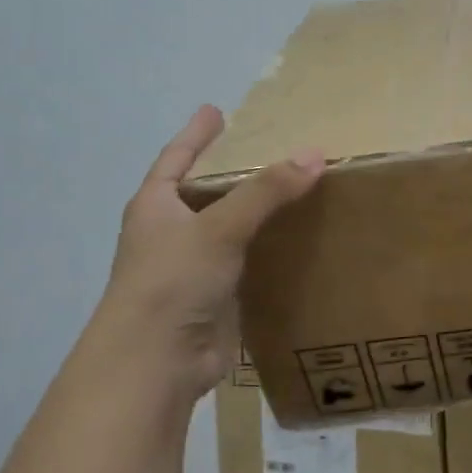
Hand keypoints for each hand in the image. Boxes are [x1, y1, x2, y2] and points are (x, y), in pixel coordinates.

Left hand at [101, 105, 323, 398]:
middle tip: (270, 151)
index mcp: (156, 206)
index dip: (196, 135)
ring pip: (230, 231)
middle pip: (205, 193)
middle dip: (233, 174)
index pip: (176, 158)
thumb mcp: (219, 227)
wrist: (157, 361)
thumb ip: (266, 191)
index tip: (215, 110)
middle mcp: (171, 233)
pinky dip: (269, 252)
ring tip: (295, 191)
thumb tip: (315, 155)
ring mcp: (193, 268)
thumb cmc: (173, 281)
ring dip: (256, 214)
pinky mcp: (216, 298)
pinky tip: (298, 243)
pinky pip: (247, 264)